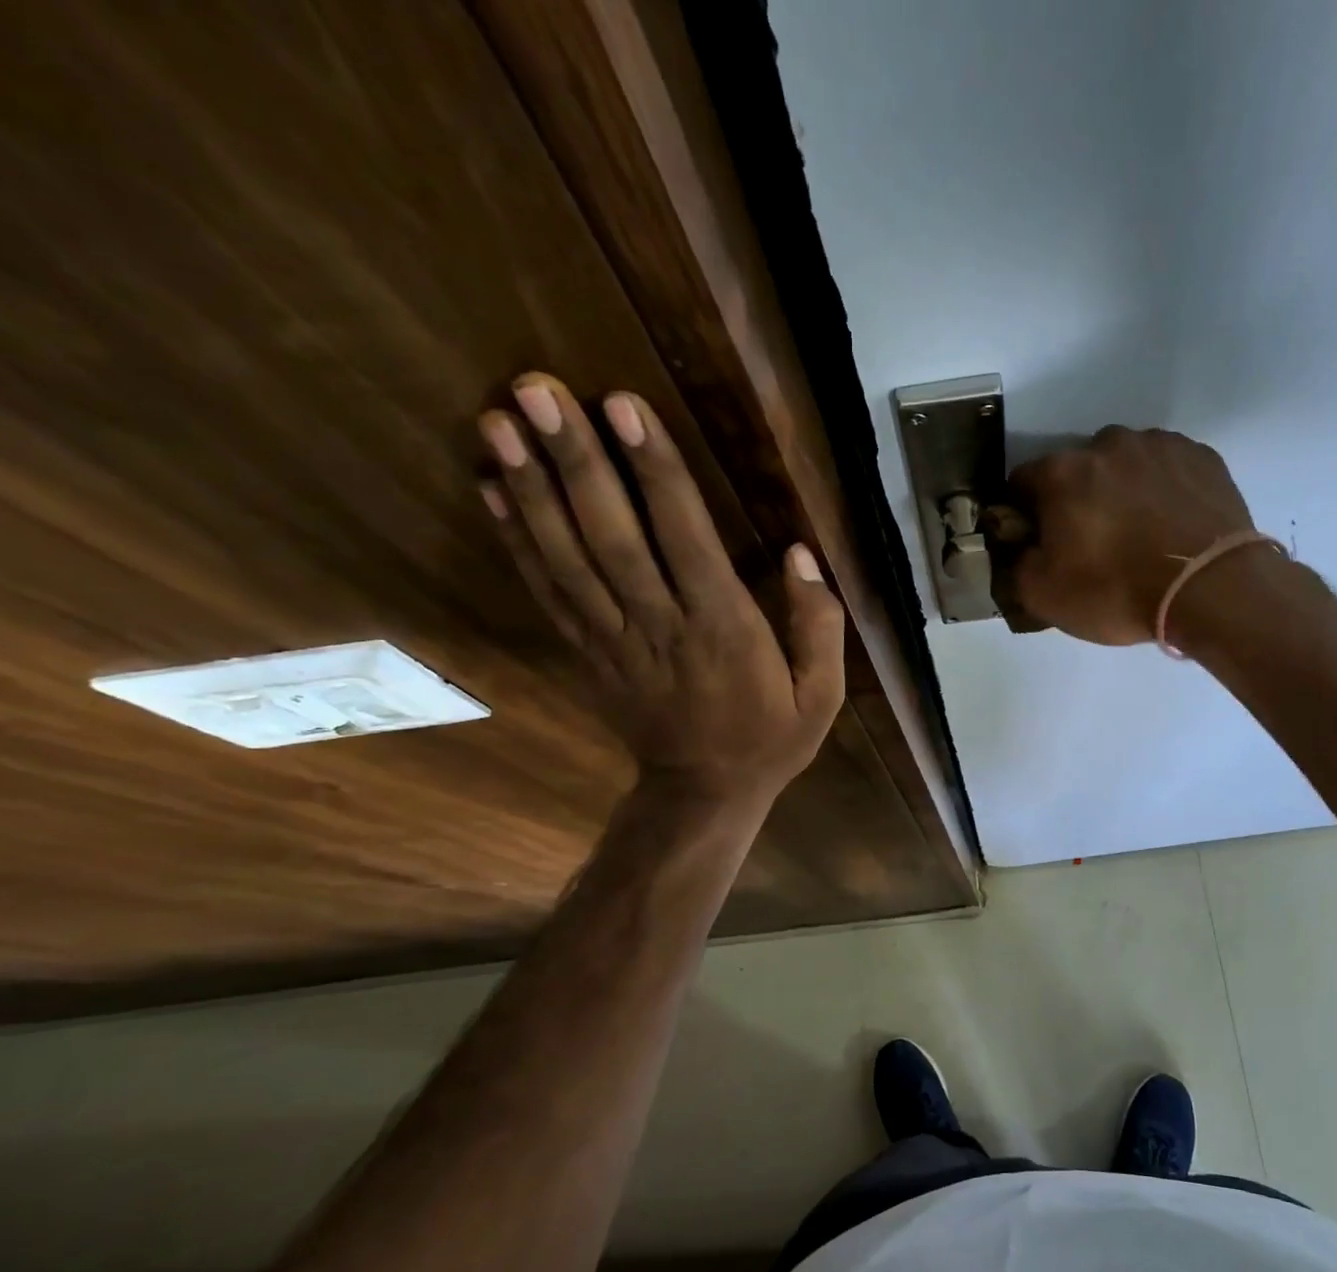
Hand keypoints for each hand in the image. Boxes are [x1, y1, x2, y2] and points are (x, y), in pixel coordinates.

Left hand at [478, 373, 843, 803]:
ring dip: (531, 489)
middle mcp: (660, 626)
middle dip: (575, 461)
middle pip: (611, 537)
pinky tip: (491, 488)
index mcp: (723, 630)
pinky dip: (516, 540)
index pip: (685, 539)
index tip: (623, 406)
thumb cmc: (769, 739)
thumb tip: (801, 554)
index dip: (655, 472)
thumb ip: (818, 624)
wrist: (704, 794)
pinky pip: (548, 592)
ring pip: (567, 558)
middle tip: (536, 388)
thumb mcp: (821, 695)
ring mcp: (613, 640)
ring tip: (498, 420)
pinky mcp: (586, 652)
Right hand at [991, 426, 1260, 645]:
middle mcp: (1108, 445)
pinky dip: (1162, 489)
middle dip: (1077, 499)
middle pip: (1077, 469)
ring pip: (1125, 464)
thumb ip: (1017, 566)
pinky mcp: (1202, 457)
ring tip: (1139, 533)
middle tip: (1093, 542)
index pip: (1023, 482)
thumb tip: (1019, 548)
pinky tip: (1171, 525)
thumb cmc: (1118, 592)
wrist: (1211, 590)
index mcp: (1062, 473)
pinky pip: (1168, 468)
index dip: (1024, 513)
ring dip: (1122, 489)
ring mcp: (1159, 446)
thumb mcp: (1045, 597)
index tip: (1038, 541)